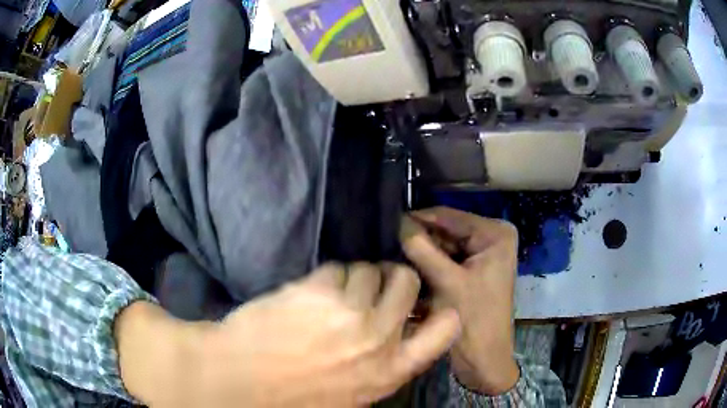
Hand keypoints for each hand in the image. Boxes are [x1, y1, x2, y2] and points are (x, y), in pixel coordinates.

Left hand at [117, 263, 460, 406]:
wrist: (237, 380)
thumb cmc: (293, 395)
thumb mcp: (350, 393)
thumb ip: (379, 364)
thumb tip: (394, 333)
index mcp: (388, 371)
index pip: (443, 330)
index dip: (441, 309)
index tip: (426, 302)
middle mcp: (377, 339)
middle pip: (407, 282)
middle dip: (392, 278)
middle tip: (371, 285)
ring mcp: (349, 312)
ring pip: (367, 269)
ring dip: (352, 278)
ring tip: (328, 295)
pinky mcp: (317, 290)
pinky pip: (335, 268)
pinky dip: (325, 276)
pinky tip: (305, 294)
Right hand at [400, 207, 519, 394]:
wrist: (483, 357)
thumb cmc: (474, 319)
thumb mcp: (447, 281)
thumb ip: (422, 249)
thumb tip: (396, 222)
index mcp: (495, 234)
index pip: (449, 216)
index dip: (417, 219)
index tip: (386, 222)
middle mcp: (490, 238)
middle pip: (445, 231)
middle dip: (417, 238)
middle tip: (383, 241)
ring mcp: (480, 255)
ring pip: (442, 246)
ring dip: (419, 252)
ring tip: (389, 252)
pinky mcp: (471, 271)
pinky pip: (444, 260)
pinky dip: (426, 264)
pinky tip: (404, 266)